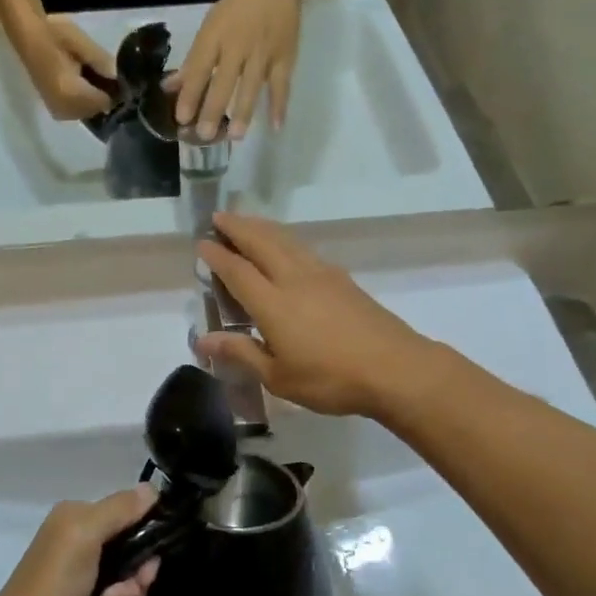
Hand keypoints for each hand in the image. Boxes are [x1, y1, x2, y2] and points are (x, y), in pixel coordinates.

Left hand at [0, 486, 161, 595]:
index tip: (145, 566)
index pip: (131, 516)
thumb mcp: (84, 536)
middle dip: (130, 584)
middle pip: (134, 558)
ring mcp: (83, 579)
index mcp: (79, 517)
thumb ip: (119, 509)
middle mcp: (81, 543)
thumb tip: (152, 488)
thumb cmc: (52, 586)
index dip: (145, 541)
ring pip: (128, 590)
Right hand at [24, 15, 114, 120]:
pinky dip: (82, 101)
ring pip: (86, 112)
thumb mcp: (82, 43)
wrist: (26, 35)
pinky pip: (75, 112)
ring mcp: (56, 109)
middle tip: (103, 75)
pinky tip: (81, 84)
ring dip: (92, 99)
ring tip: (90, 77)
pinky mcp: (52, 107)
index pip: (104, 102)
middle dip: (102, 96)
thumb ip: (102, 62)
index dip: (114, 92)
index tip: (119, 79)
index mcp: (70, 92)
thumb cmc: (54, 34)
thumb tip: (119, 78)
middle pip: (96, 110)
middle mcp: (63, 107)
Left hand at [171, 0, 300, 139]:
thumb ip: (192, 62)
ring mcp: (263, 53)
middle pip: (223, 82)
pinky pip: (282, 84)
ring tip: (236, 136)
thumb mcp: (209, 29)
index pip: (198, 69)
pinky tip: (276, 127)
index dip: (189, 94)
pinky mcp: (285, 56)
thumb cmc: (236, 8)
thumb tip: (170, 87)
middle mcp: (237, 46)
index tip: (181, 118)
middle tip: (205, 135)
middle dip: (213, 110)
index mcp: (214, 38)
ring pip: (251, 86)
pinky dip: (279, 105)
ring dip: (244, 112)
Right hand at [196, 212, 431, 418]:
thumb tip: (203, 340)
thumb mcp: (278, 377)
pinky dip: (286, 239)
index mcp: (273, 304)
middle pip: (261, 243)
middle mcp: (294, 279)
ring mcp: (321, 275)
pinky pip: (304, 249)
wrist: (395, 369)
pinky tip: (287, 246)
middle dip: (238, 227)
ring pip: (285, 240)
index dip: (217, 256)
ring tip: (247, 222)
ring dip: (262, 227)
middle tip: (219, 217)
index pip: (237, 271)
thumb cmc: (330, 379)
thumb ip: (241, 353)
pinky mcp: (342, 279)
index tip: (201, 243)